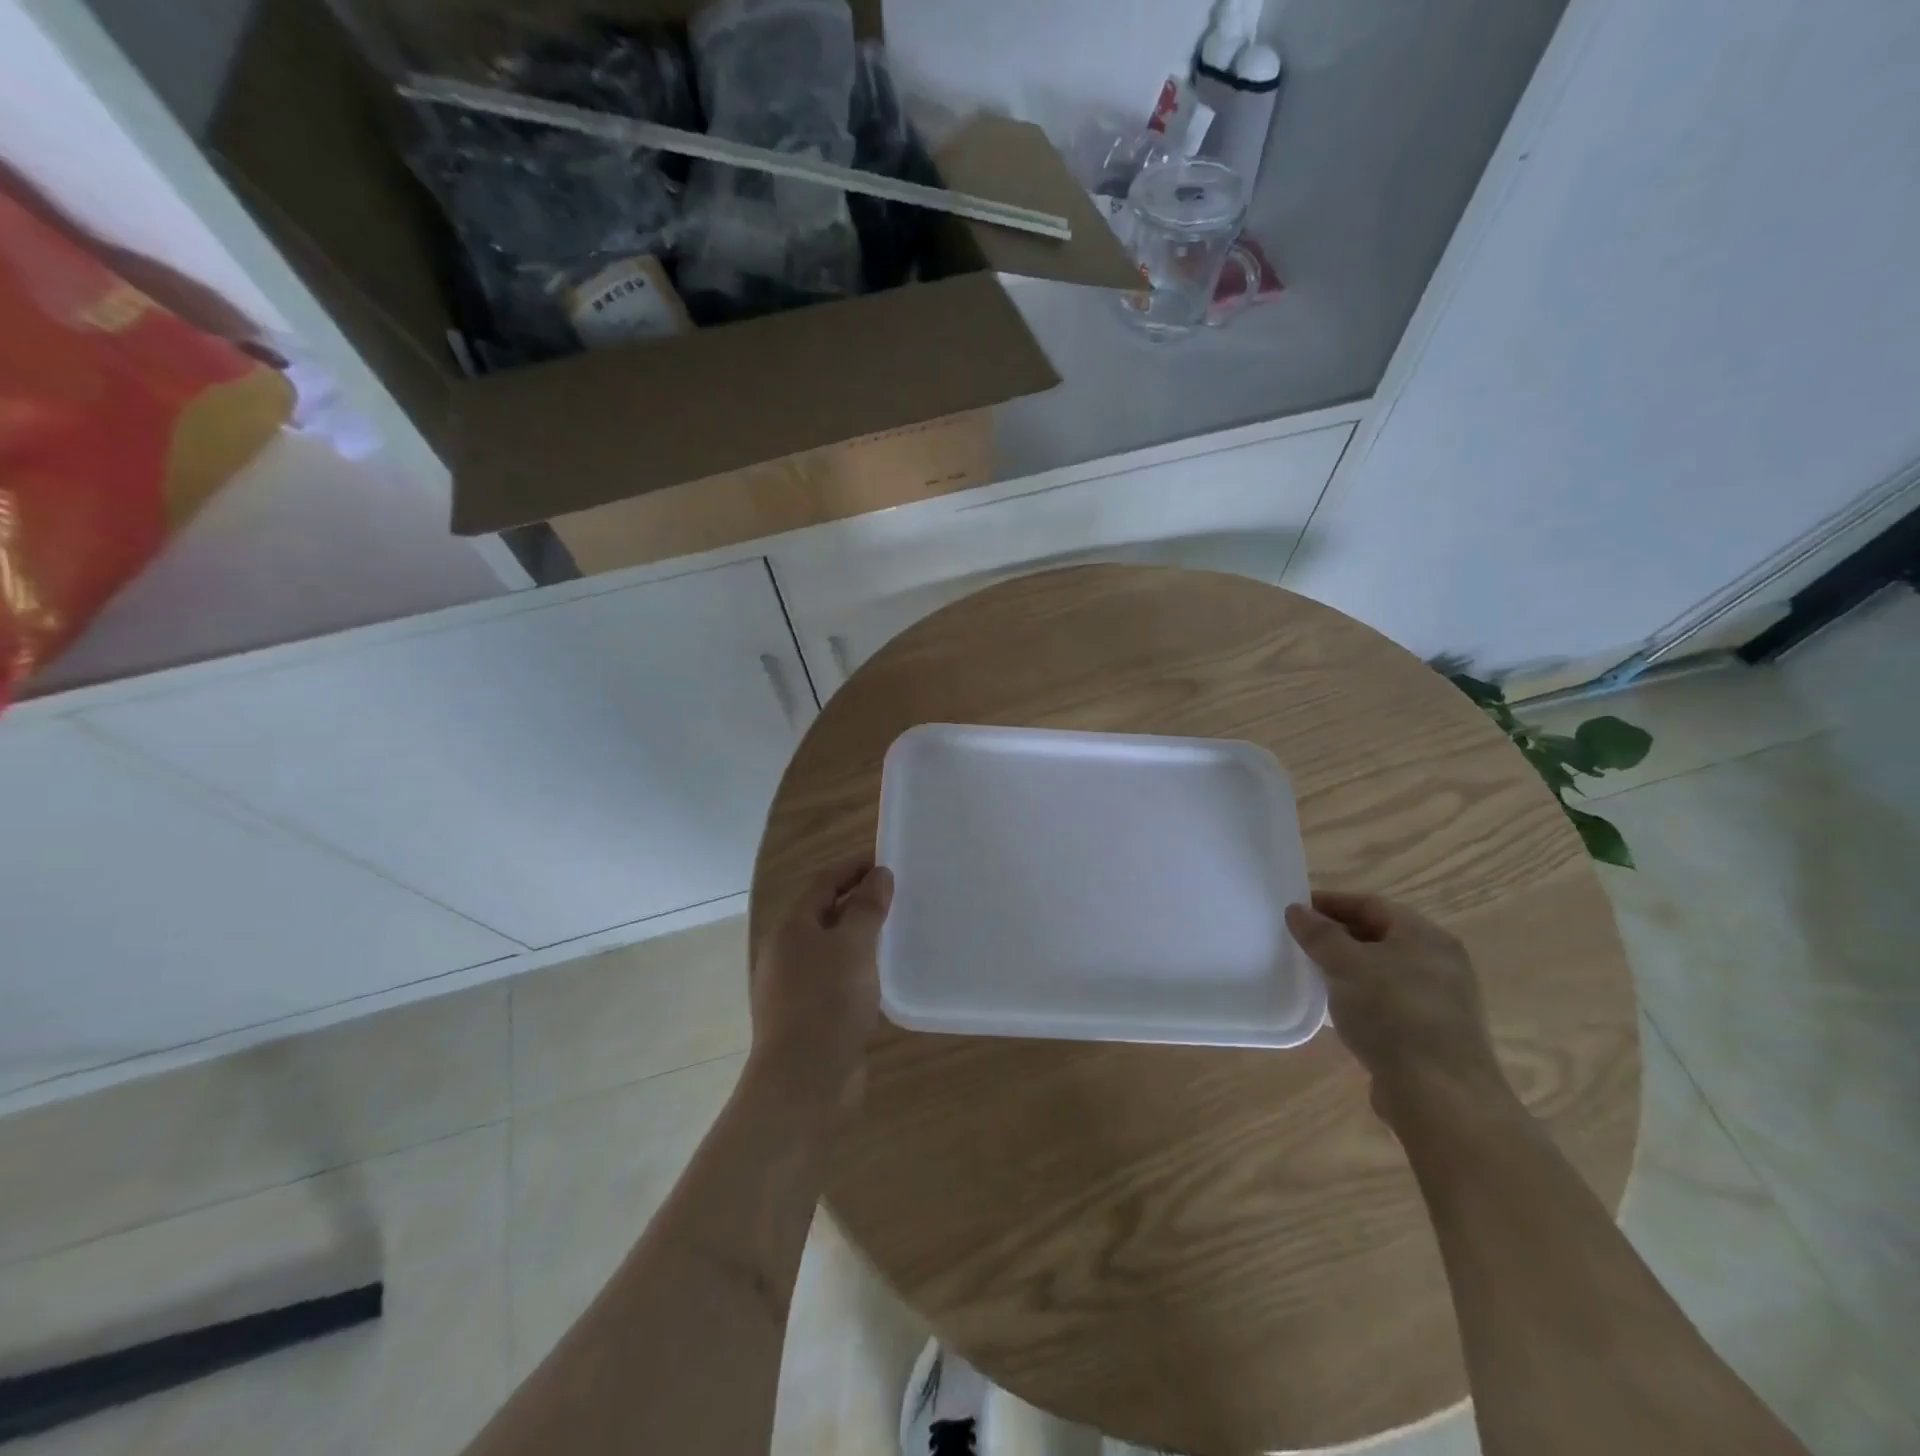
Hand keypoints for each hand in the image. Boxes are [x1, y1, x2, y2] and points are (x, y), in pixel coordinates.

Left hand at [748, 860, 893, 1105]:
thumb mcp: (853, 946)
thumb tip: (879, 874)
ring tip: (897, 931)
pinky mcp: (809, 1015)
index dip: (853, 868)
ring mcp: (795, 987)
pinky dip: (858, 967)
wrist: (803, 1082)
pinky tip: (883, 976)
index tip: (887, 862)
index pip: (824, 883)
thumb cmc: (827, 1002)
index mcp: (792, 929)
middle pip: (825, 914)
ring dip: (860, 936)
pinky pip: (836, 978)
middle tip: (898, 895)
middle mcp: (788, 953)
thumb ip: (867, 908)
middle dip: (859, 901)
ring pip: (832, 948)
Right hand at [1285, 891, 1512, 1123]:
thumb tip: (1296, 910)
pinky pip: (1388, 1001)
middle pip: (1379, 936)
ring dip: (1347, 968)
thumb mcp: (1347, 965)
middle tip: (1298, 939)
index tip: (1294, 909)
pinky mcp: (1431, 1034)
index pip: (1371, 904)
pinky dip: (1360, 996)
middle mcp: (1439, 963)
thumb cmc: (1393, 1014)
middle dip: (1337, 935)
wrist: (1440, 1096)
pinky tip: (1336, 1008)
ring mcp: (1439, 1001)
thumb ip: (1319, 934)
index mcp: (1425, 936)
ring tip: (1311, 972)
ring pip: (1383, 971)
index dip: (1330, 902)